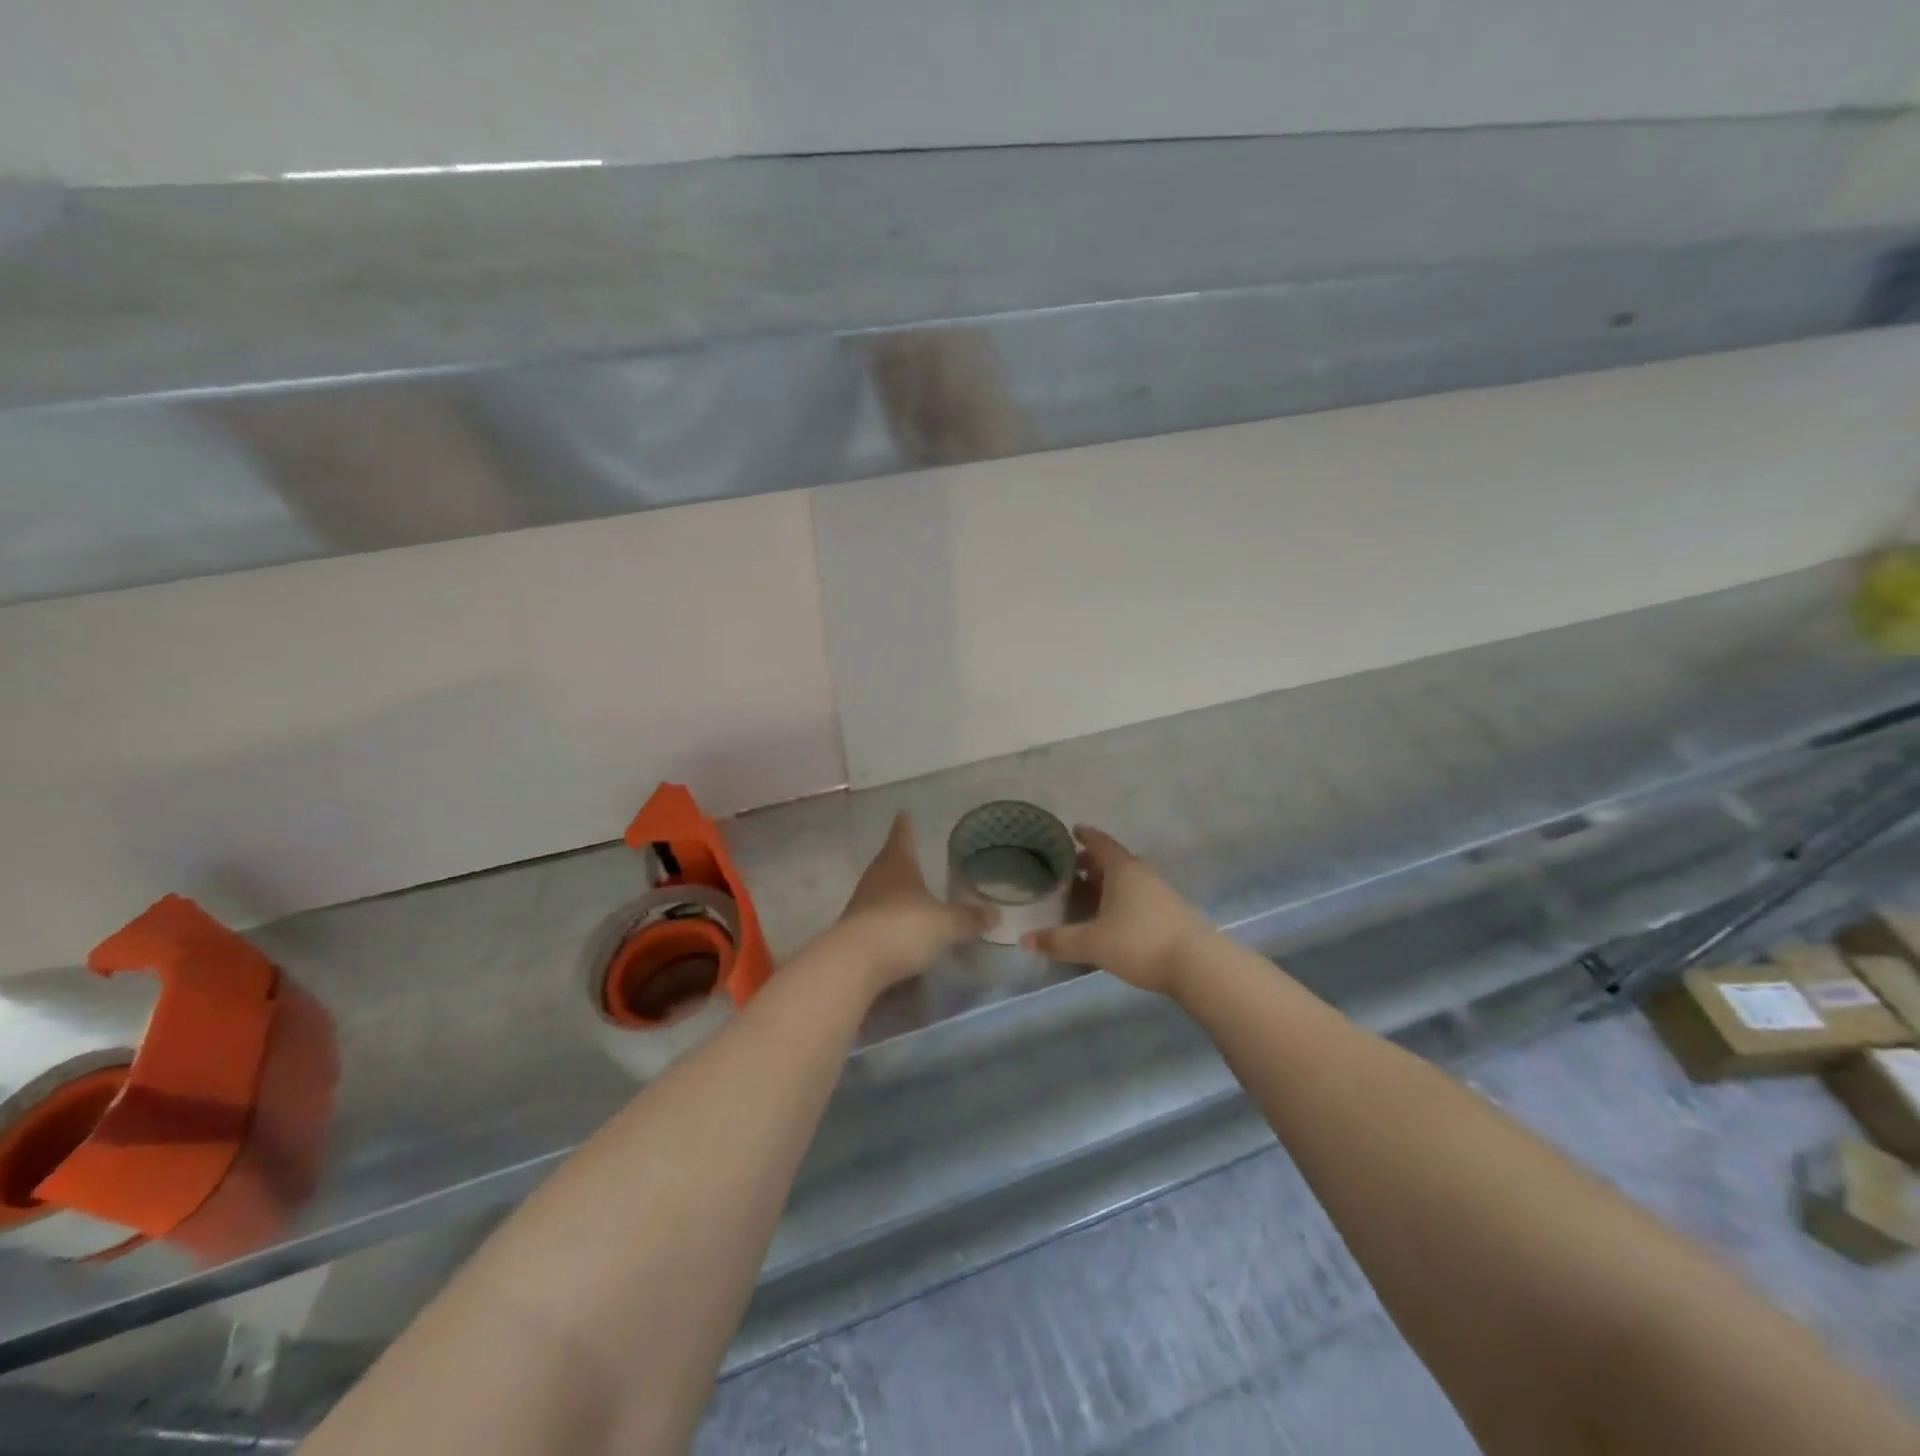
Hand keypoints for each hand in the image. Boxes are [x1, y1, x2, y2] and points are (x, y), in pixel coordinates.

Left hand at [828, 814, 991, 991]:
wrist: (855, 963)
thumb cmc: (904, 928)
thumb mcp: (945, 924)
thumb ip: (968, 918)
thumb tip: (994, 913)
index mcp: (897, 865)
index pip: (902, 837)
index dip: (905, 826)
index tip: (903, 813)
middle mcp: (875, 880)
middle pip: (887, 863)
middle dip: (899, 860)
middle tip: (910, 856)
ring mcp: (860, 907)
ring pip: (879, 892)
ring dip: (892, 893)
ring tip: (908, 896)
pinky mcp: (852, 934)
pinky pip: (874, 920)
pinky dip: (886, 921)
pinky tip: (898, 931)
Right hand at [1022, 826, 1213, 996]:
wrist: (1197, 965)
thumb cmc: (1139, 942)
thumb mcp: (1092, 943)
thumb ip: (1058, 941)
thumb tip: (1024, 939)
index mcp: (1122, 869)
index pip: (1100, 843)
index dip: (1085, 835)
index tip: (1073, 830)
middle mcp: (1142, 874)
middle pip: (1113, 860)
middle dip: (1091, 863)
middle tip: (1071, 869)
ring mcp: (1160, 892)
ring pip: (1127, 880)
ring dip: (1107, 883)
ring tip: (1087, 895)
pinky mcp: (1170, 912)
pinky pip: (1138, 896)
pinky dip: (1121, 899)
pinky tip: (1112, 918)